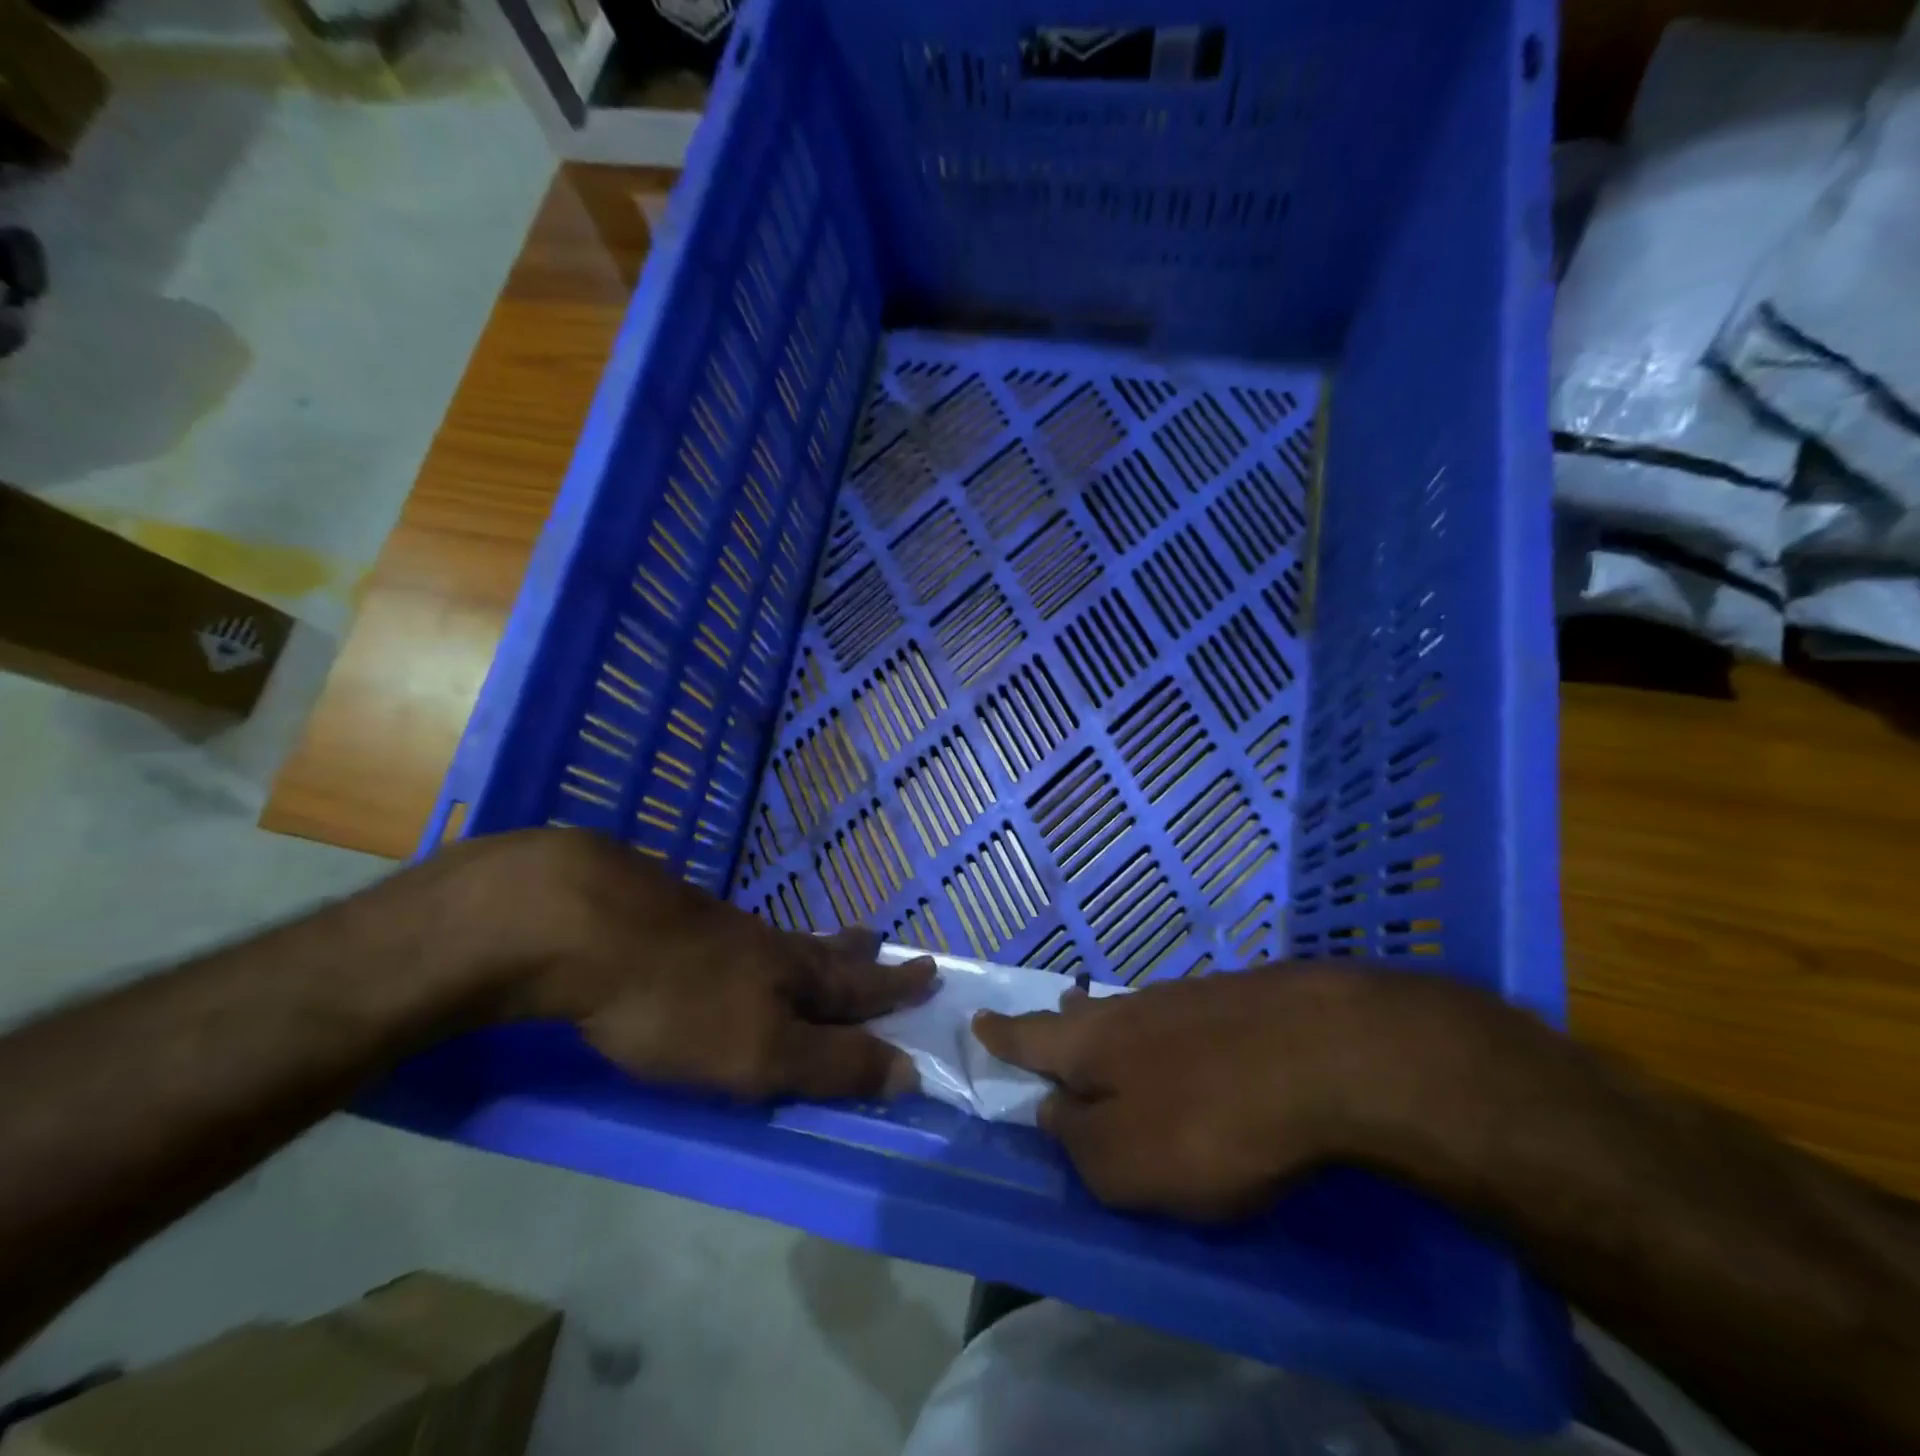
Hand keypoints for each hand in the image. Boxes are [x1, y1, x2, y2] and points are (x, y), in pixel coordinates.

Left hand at [450, 830, 934, 1101]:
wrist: (585, 925)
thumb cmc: (680, 1003)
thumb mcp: (762, 1052)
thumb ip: (832, 1064)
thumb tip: (911, 1071)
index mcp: (792, 975)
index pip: (858, 986)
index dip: (894, 989)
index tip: (930, 972)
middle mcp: (764, 947)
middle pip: (822, 951)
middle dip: (855, 956)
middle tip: (879, 940)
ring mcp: (717, 929)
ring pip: (778, 942)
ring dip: (809, 947)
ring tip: (821, 944)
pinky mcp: (671, 923)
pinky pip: (734, 938)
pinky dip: (754, 948)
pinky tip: (734, 947)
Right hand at [973, 966, 1495, 1220]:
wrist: (1325, 1052)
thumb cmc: (1212, 1120)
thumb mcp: (1128, 1163)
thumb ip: (1079, 1144)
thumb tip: (1051, 1114)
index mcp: (1092, 1045)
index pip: (1030, 1038)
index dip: (1002, 1035)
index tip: (978, 1018)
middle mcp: (1131, 1009)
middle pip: (1083, 1015)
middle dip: (1061, 1022)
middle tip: (1051, 1019)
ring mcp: (1188, 998)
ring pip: (1134, 1013)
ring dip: (1115, 1025)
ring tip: (1108, 1030)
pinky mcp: (1239, 1001)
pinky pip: (1183, 1017)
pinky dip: (1170, 1033)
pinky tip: (1188, 1044)